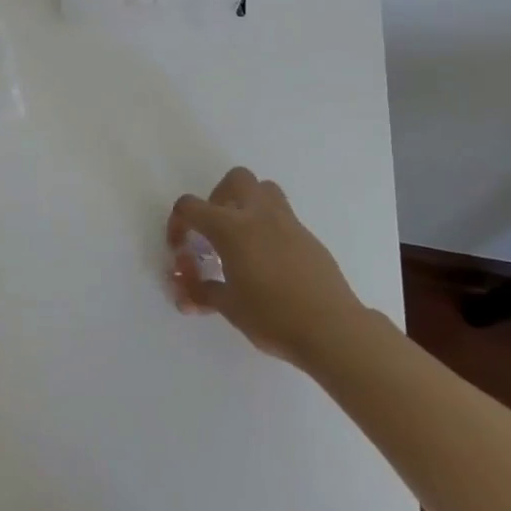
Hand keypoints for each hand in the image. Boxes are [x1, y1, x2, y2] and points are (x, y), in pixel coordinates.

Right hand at [168, 167, 371, 372]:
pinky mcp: (310, 239)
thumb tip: (185, 295)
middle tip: (215, 228)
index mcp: (231, 228)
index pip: (191, 207)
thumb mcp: (229, 307)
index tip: (180, 248)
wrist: (333, 330)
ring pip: (266, 190)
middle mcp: (259, 215)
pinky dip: (270, 229)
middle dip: (219, 196)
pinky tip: (270, 263)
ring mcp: (288, 224)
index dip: (177, 223)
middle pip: (236, 179)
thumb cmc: (273, 316)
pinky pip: (284, 218)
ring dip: (248, 203)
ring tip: (243, 238)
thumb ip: (202, 293)